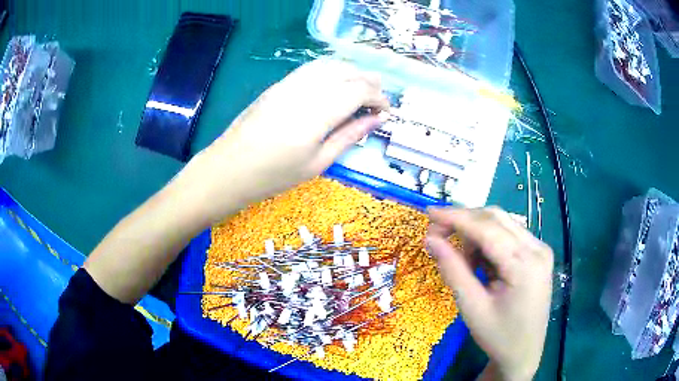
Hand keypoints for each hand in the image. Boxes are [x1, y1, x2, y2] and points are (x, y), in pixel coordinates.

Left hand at [184, 58, 388, 222]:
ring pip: (330, 64)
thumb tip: (377, 120)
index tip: (386, 111)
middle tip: (377, 102)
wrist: (230, 168)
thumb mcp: (318, 162)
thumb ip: (350, 136)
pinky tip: (334, 86)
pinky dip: (331, 71)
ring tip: (359, 91)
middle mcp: (307, 89)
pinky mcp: (280, 84)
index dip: (379, 97)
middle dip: (369, 82)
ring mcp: (290, 83)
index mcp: (319, 113)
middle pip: (348, 71)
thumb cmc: (275, 175)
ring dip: (351, 73)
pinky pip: (312, 68)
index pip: (360, 90)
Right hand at [426, 207, 552, 380]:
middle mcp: (537, 248)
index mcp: (525, 264)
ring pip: (502, 223)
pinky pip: (510, 235)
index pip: (486, 228)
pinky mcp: (538, 254)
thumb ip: (453, 270)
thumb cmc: (498, 337)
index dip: (455, 217)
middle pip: (496, 218)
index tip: (428, 212)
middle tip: (437, 234)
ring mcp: (540, 249)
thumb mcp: (472, 307)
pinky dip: (489, 241)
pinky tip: (481, 261)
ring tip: (462, 258)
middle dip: (464, 221)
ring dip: (476, 232)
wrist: (524, 353)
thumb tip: (430, 239)